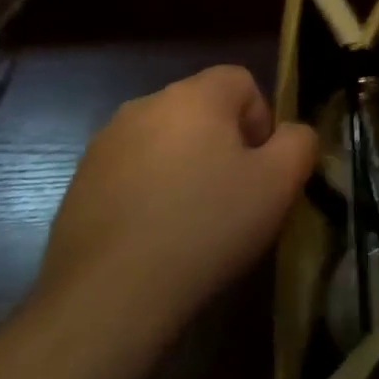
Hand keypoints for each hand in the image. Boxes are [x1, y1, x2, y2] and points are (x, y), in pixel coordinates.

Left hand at [37, 66, 317, 338]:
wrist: (109, 296)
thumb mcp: (279, 184)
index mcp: (195, 96)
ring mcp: (106, 143)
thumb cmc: (207, 227)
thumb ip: (299, 142)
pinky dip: (149, 192)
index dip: (261, 121)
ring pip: (165, 140)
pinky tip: (154, 236)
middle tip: (232, 195)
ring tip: (191, 220)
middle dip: (223, 143)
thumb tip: (290, 134)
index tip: (259, 169)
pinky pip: (131, 172)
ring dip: (184, 166)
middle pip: (202, 109)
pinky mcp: (79, 182)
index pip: (242, 82)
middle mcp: (146, 105)